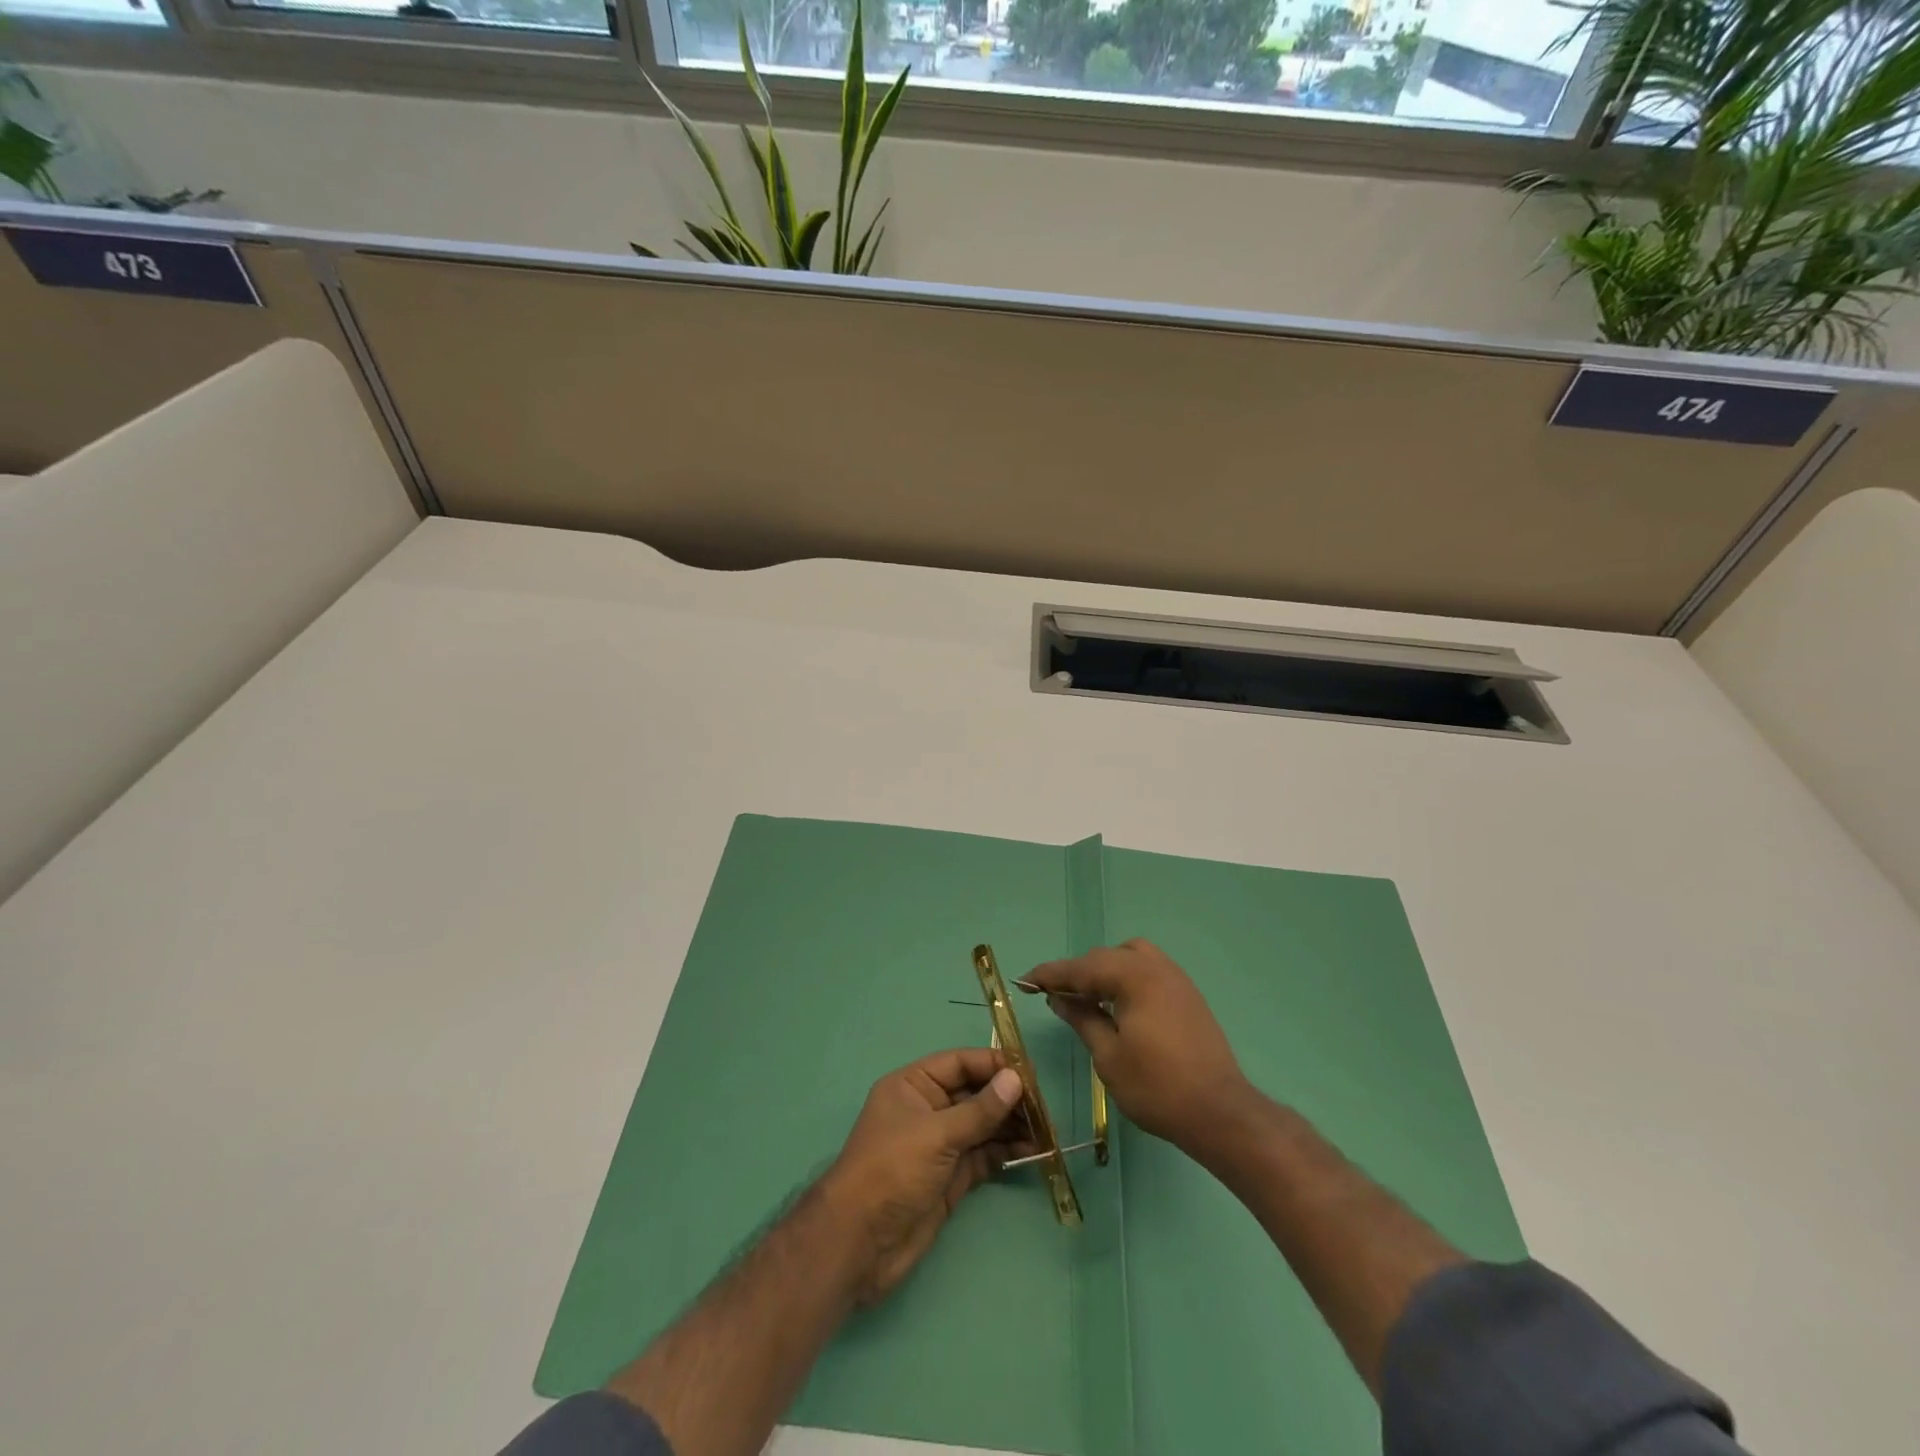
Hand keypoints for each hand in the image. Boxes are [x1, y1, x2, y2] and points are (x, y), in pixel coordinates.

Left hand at [818, 1047, 1027, 1304]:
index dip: (993, 1064)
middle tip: (1045, 1105)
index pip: (959, 1063)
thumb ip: (979, 1110)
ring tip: (1047, 1129)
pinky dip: (1007, 1152)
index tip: (1029, 1071)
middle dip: (1008, 1097)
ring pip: (983, 1126)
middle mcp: (928, 1110)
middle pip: (974, 1093)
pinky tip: (1033, 1150)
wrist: (860, 1244)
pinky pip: (984, 1155)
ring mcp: (940, 1145)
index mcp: (913, 1086)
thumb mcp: (936, 1134)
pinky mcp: (951, 1178)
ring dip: (1013, 1126)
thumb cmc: (891, 1171)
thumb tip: (1015, 1080)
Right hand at [1021, 938, 1254, 1154]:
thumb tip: (1060, 998)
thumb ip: (1083, 1018)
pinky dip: (1126, 978)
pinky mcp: (1188, 995)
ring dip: (1104, 971)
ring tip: (1088, 998)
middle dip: (1077, 973)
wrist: (1220, 1112)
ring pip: (1130, 958)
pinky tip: (1118, 1005)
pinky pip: (1148, 971)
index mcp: (1134, 976)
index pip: (1081, 968)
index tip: (1024, 982)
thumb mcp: (1109, 1056)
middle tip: (1053, 995)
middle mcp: (1156, 967)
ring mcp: (1176, 979)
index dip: (1050, 975)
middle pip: (1105, 957)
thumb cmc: (1157, 1087)